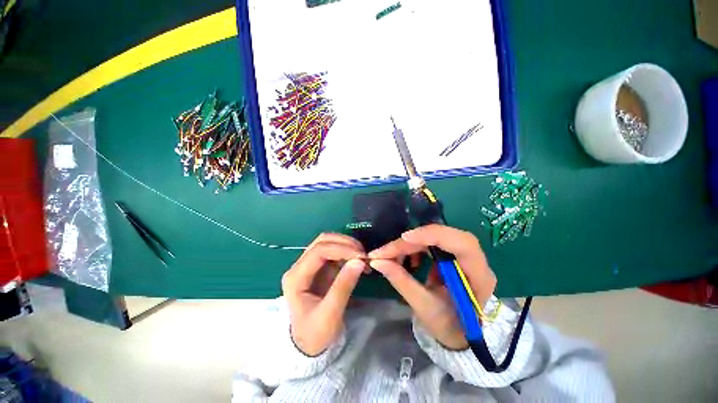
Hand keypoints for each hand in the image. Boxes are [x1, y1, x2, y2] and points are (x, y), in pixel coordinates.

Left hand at [282, 233, 366, 355]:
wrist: (308, 345)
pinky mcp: (320, 268)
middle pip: (322, 241)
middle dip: (345, 243)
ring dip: (347, 246)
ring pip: (328, 243)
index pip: (318, 251)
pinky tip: (358, 261)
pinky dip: (347, 253)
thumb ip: (343, 287)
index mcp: (296, 277)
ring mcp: (310, 265)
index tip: (360, 256)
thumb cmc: (315, 334)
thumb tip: (359, 261)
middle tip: (363, 254)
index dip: (341, 249)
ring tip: (363, 258)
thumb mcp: (329, 315)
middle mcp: (300, 266)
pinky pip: (334, 252)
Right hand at [368, 224, 495, 349]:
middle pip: (444, 236)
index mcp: (480, 277)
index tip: (404, 238)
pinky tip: (408, 260)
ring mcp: (463, 255)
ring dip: (411, 244)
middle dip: (412, 241)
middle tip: (386, 251)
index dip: (433, 236)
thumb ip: (401, 281)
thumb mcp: (424, 307)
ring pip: (435, 237)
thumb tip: (377, 261)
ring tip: (392, 256)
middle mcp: (476, 261)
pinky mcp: (452, 254)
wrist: (461, 334)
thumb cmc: (449, 326)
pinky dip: (414, 247)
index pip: (463, 245)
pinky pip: (431, 242)